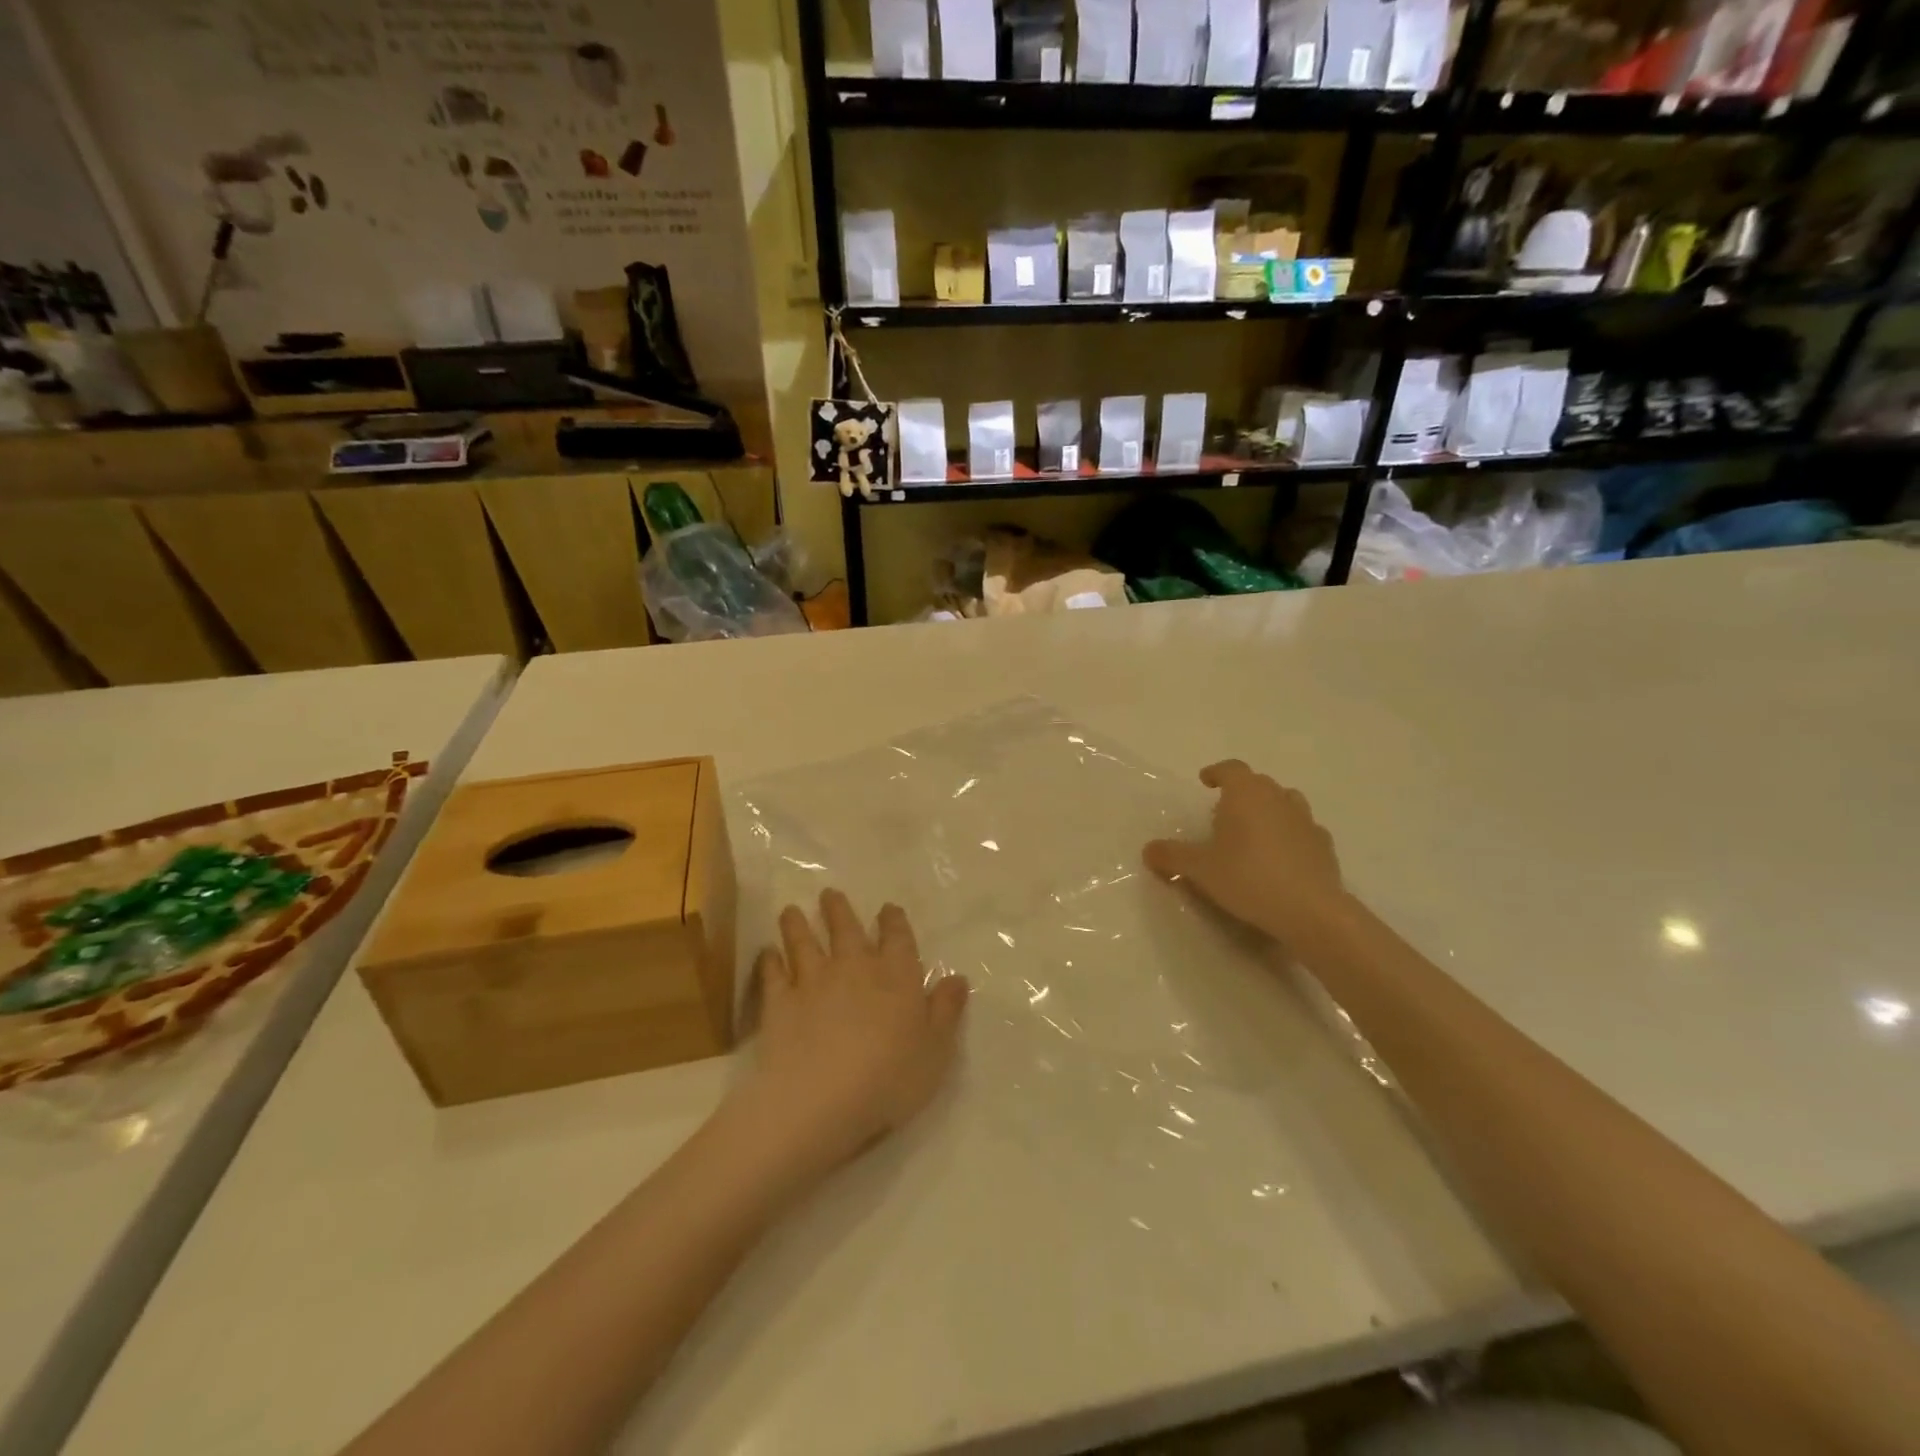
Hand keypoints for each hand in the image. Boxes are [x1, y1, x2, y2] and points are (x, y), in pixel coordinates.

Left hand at [732, 890, 968, 1179]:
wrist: (821, 1100)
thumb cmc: (890, 1078)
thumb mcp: (936, 1050)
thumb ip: (946, 1011)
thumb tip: (957, 977)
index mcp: (896, 976)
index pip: (898, 938)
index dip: (893, 920)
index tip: (888, 908)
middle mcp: (854, 967)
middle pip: (846, 929)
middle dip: (838, 909)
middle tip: (829, 893)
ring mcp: (813, 982)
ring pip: (804, 942)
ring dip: (798, 924)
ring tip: (791, 911)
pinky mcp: (780, 1003)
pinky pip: (773, 974)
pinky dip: (770, 961)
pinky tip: (767, 953)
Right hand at [1144, 760, 1344, 941]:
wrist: (1310, 911)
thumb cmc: (1248, 878)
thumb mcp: (1199, 869)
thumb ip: (1172, 856)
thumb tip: (1148, 850)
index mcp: (1246, 794)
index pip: (1231, 769)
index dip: (1216, 772)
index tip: (1205, 781)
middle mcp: (1278, 798)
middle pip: (1258, 783)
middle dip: (1241, 793)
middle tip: (1223, 814)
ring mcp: (1306, 821)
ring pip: (1285, 802)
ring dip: (1269, 810)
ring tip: (1254, 832)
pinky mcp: (1324, 846)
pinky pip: (1303, 831)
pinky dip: (1290, 836)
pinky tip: (1281, 858)